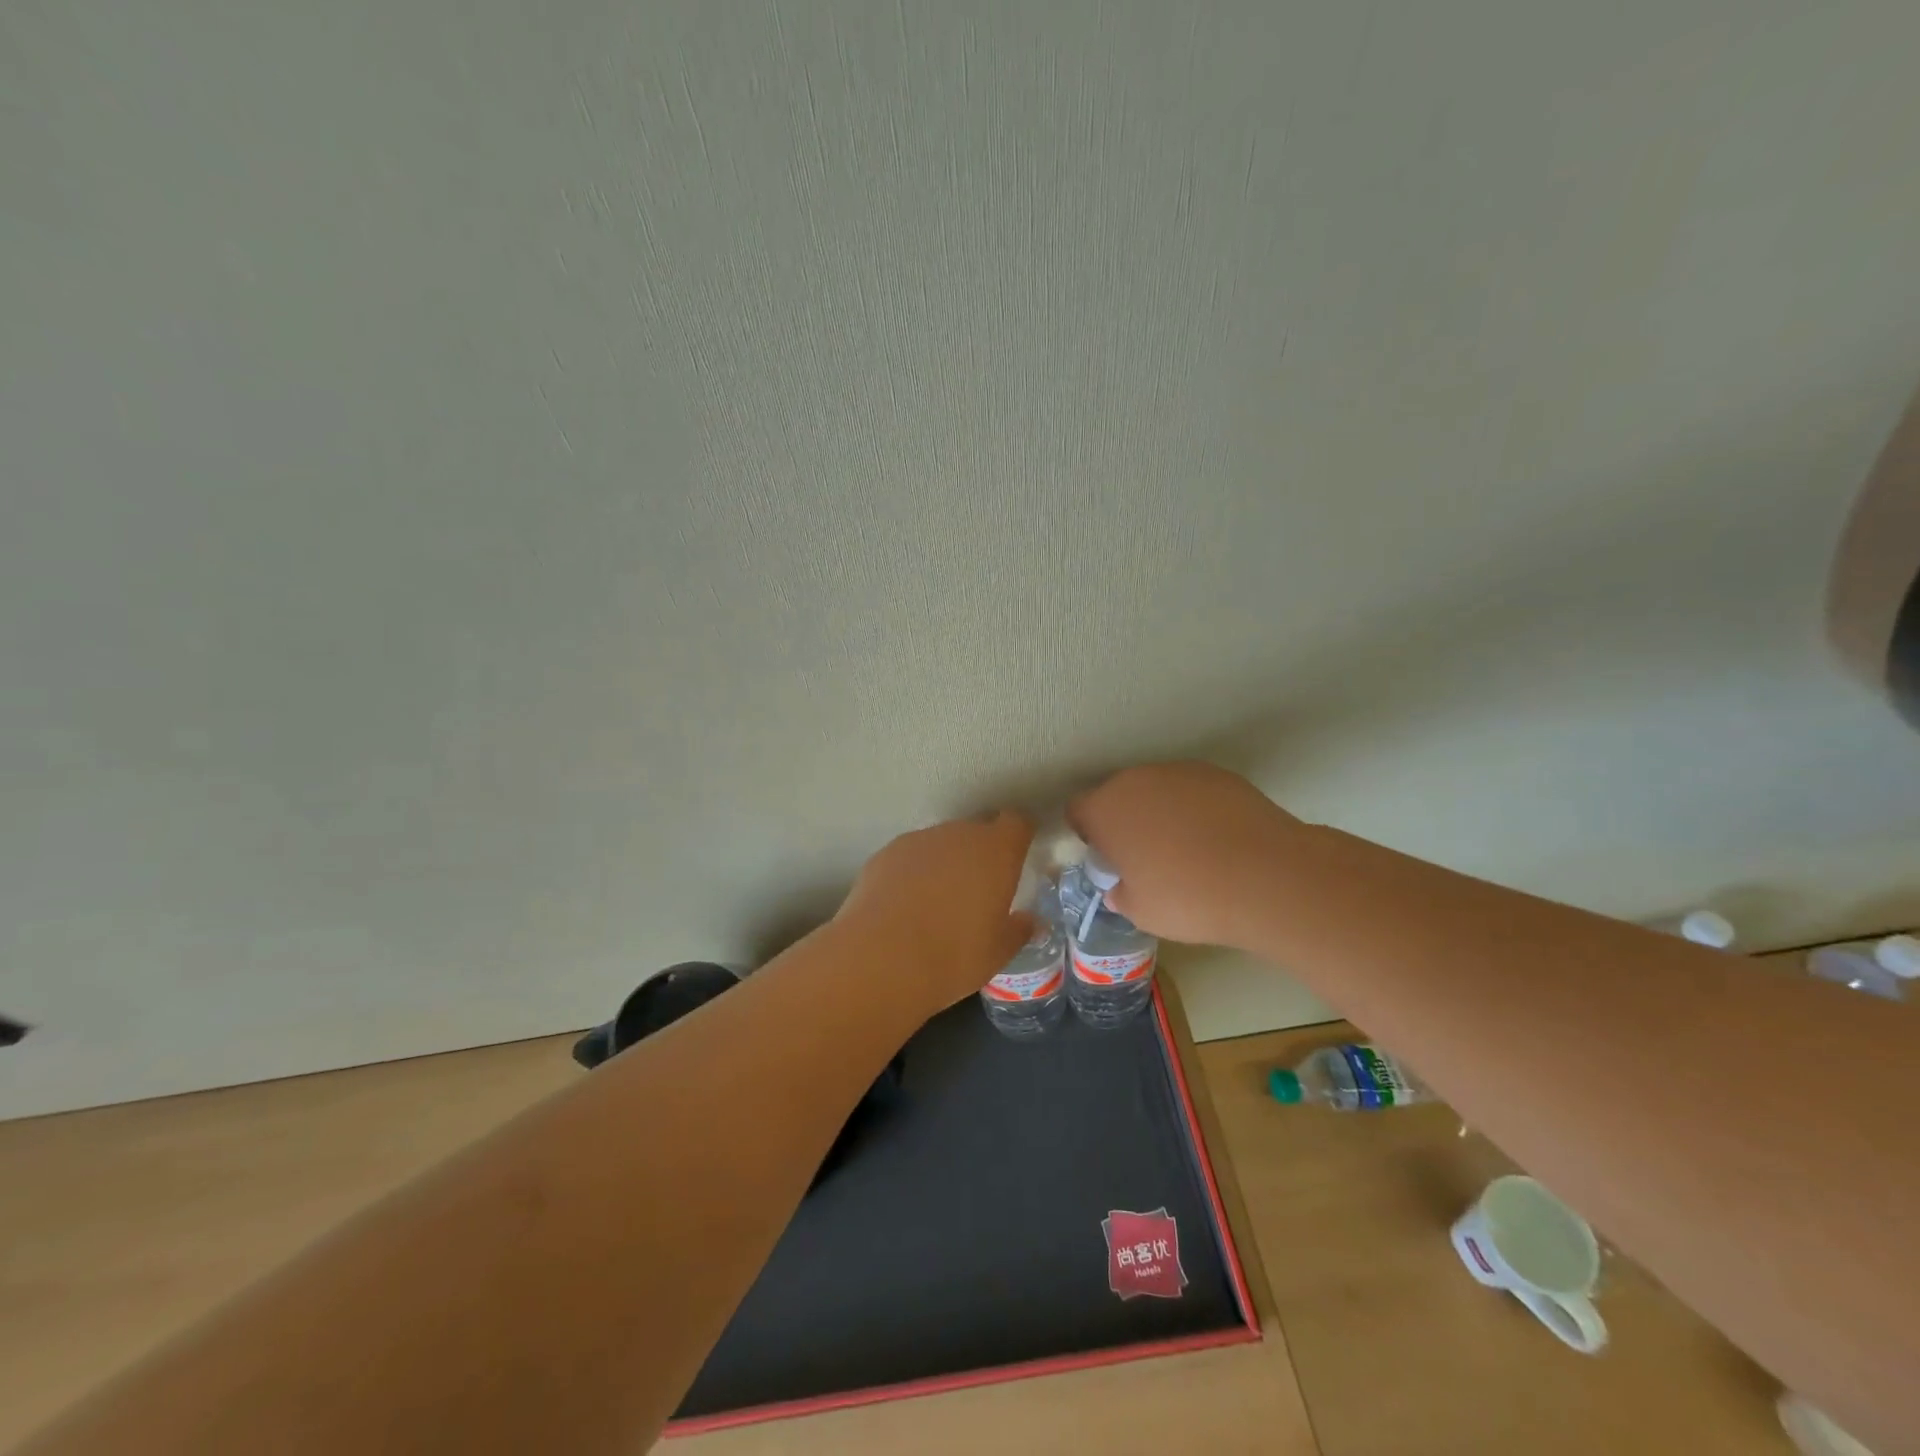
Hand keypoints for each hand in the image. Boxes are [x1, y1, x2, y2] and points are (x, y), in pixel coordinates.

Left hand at [834, 811, 1037, 1013]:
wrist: (879, 959)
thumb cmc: (952, 956)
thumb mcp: (997, 953)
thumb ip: (1018, 930)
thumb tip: (1030, 921)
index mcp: (995, 852)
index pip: (1016, 823)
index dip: (1019, 837)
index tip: (1018, 857)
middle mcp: (958, 835)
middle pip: (977, 830)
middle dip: (981, 853)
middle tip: (980, 890)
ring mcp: (918, 841)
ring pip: (942, 843)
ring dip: (946, 862)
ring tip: (939, 902)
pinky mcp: (885, 854)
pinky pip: (911, 857)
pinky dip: (914, 873)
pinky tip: (906, 906)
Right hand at [1068, 763, 1299, 948]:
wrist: (1267, 876)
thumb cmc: (1188, 898)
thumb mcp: (1140, 912)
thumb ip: (1120, 893)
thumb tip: (1121, 887)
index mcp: (1106, 809)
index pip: (1077, 810)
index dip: (1088, 834)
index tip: (1107, 859)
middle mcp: (1136, 780)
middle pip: (1117, 795)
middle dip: (1124, 821)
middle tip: (1145, 858)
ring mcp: (1179, 772)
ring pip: (1156, 790)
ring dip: (1160, 813)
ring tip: (1187, 850)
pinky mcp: (1219, 774)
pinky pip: (1192, 791)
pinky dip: (1196, 809)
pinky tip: (1217, 840)